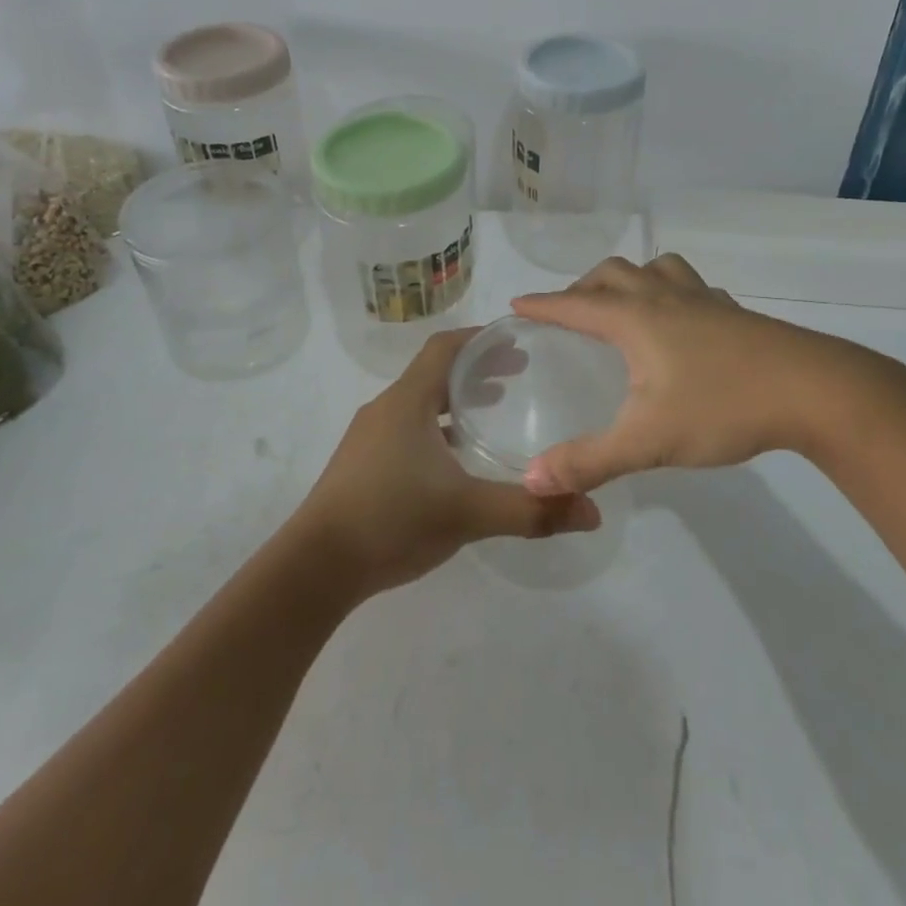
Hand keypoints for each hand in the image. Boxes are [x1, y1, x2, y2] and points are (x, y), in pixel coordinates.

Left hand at [296, 329, 600, 595]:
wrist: (314, 567)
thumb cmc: (390, 520)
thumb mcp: (467, 513)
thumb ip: (530, 510)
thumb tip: (591, 510)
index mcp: (407, 401)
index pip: (445, 347)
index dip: (481, 338)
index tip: (518, 341)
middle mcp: (386, 409)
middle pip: (435, 372)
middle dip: (477, 369)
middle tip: (519, 376)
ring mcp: (369, 437)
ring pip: (420, 402)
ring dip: (456, 400)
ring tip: (493, 411)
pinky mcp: (362, 464)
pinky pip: (408, 429)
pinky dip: (438, 428)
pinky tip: (456, 461)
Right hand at [513, 253, 905, 494]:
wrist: (815, 391)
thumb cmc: (723, 406)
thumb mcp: (648, 440)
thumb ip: (588, 461)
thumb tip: (532, 481)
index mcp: (635, 319)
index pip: (575, 305)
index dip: (543, 305)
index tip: (517, 305)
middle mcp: (664, 298)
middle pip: (613, 273)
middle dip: (583, 287)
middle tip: (571, 313)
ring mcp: (704, 300)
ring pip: (656, 268)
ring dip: (630, 278)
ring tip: (624, 304)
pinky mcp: (734, 312)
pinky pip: (690, 286)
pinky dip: (670, 291)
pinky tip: (682, 321)